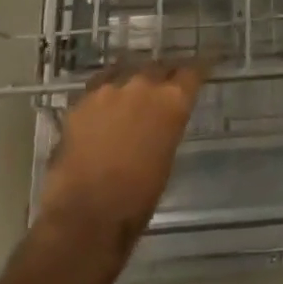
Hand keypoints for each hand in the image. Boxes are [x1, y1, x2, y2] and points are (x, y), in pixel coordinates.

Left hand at [35, 63, 207, 242]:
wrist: (86, 216)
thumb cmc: (137, 198)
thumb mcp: (167, 157)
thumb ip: (166, 126)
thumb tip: (160, 120)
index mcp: (172, 101)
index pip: (192, 72)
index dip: (195, 72)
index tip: (200, 70)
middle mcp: (144, 85)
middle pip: (158, 67)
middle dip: (162, 77)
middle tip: (161, 90)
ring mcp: (110, 89)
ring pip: (125, 72)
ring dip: (131, 83)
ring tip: (128, 96)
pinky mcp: (82, 101)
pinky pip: (98, 87)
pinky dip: (104, 95)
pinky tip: (102, 108)